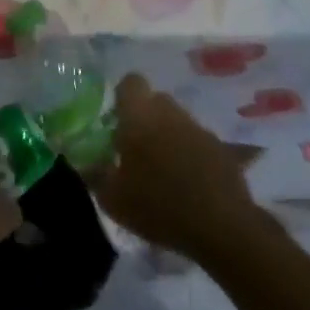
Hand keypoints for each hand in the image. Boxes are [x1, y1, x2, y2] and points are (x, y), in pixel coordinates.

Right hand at [94, 74, 256, 258]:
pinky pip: (198, 142)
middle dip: (144, 118)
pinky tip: (187, 183)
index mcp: (140, 117)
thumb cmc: (157, 206)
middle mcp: (172, 114)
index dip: (123, 96)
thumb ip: (96, 175)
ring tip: (162, 171)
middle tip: (134, 149)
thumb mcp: (113, 199)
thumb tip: (87, 163)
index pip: (131, 83)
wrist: (221, 226)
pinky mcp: (222, 149)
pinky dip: (190, 155)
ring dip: (168, 137)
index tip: (116, 120)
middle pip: (156, 101)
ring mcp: (200, 130)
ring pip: (178, 121)